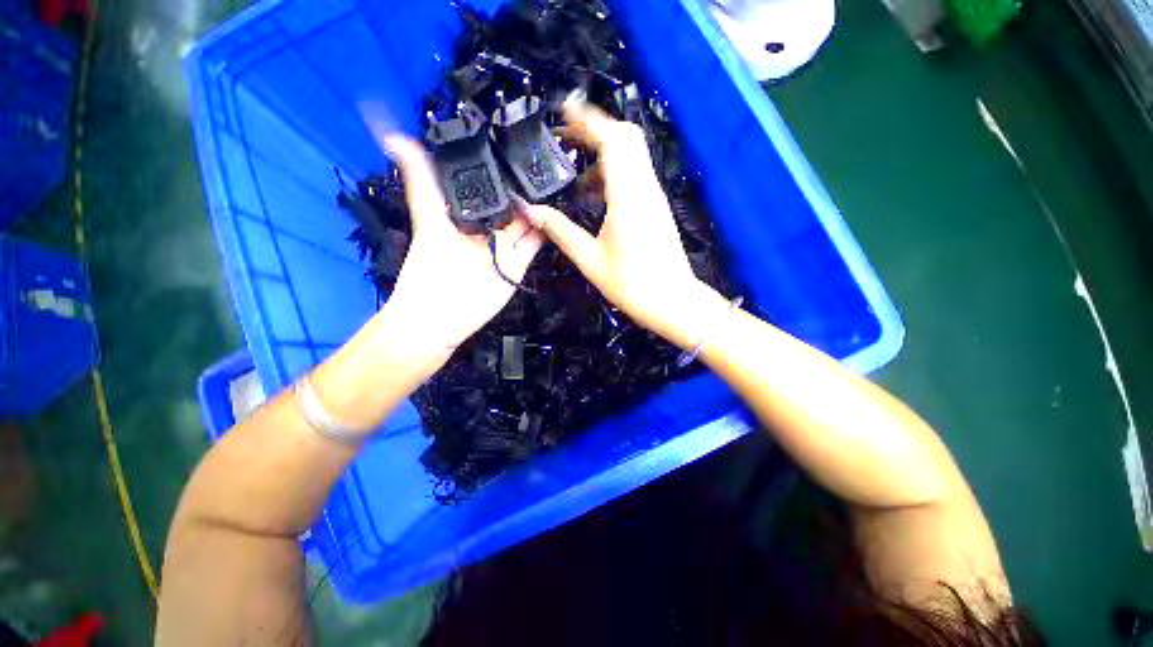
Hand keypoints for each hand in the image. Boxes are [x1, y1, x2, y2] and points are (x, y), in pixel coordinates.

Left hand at [376, 134, 543, 364]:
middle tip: (551, 160)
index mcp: (465, 215)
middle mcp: (487, 228)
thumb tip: (395, 135)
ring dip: (542, 208)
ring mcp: (505, 248)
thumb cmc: (429, 269)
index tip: (521, 142)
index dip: (503, 168)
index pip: (488, 186)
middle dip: (528, 187)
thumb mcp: (427, 220)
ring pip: (527, 223)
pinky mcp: (518, 266)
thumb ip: (420, 181)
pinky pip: (535, 246)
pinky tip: (560, 215)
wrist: (440, 318)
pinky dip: (548, 232)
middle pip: (512, 204)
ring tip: (561, 183)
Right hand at [521, 99, 725, 349]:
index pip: (613, 141)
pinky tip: (594, 191)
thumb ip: (560, 231)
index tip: (563, 111)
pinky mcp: (656, 206)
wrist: (672, 301)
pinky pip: (635, 173)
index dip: (588, 120)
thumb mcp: (590, 260)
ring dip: (604, 150)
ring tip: (574, 164)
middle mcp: (645, 188)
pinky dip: (613, 170)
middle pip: (627, 138)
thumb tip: (530, 211)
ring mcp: (654, 196)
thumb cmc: (631, 285)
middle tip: (566, 137)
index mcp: (628, 198)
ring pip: (633, 154)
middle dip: (595, 128)